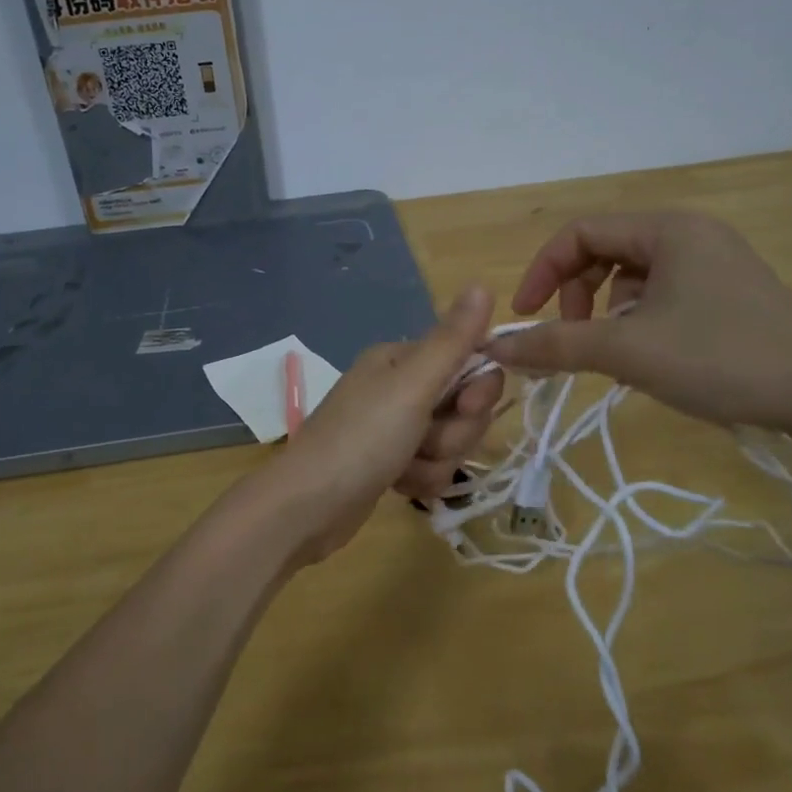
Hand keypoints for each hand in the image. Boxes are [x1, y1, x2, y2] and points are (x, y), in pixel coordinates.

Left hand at [249, 285, 497, 563]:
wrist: (308, 507)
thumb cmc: (362, 438)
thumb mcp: (412, 385)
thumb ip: (453, 340)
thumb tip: (482, 284)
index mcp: (402, 359)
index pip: (469, 362)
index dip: (478, 389)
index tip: (467, 407)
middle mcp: (398, 386)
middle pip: (463, 404)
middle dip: (454, 431)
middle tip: (425, 442)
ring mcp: (393, 426)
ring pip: (451, 439)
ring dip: (437, 459)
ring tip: (405, 468)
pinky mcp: (391, 462)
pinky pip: (432, 465)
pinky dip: (422, 478)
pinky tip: (399, 485)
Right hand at [484, 211, 791, 431]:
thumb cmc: (720, 359)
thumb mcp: (627, 351)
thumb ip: (556, 345)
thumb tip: (496, 346)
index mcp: (667, 229)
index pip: (581, 233)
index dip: (542, 271)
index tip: (526, 317)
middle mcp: (691, 233)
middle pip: (606, 250)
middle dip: (577, 294)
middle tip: (573, 339)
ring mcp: (716, 261)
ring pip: (634, 276)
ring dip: (608, 312)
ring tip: (618, 354)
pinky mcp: (730, 291)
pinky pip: (664, 292)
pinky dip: (640, 319)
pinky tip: (652, 357)